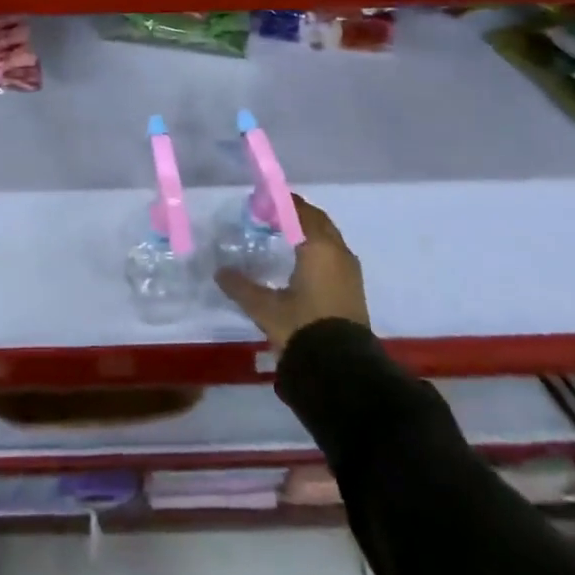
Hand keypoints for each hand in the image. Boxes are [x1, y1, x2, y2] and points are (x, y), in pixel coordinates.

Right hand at [217, 197, 369, 350]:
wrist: (342, 371)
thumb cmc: (303, 328)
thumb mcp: (266, 308)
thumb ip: (241, 287)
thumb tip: (220, 271)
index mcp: (319, 247)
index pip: (300, 210)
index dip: (280, 203)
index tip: (259, 204)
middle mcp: (338, 252)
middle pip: (317, 220)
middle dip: (296, 214)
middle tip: (270, 217)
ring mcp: (350, 271)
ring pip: (328, 238)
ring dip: (309, 232)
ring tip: (283, 237)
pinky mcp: (354, 289)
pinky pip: (334, 255)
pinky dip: (318, 249)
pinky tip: (301, 263)